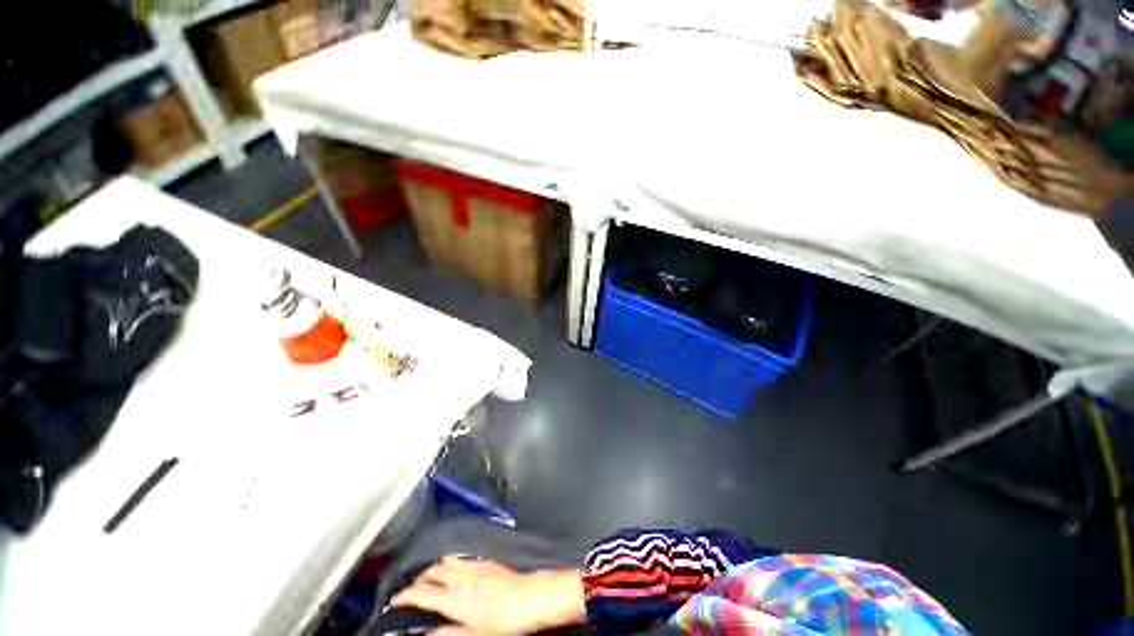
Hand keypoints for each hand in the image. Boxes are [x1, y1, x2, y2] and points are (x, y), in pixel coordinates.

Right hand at [390, 555, 586, 635]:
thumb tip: (424, 633)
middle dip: (419, 579)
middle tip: (413, 590)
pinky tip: (456, 572)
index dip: (405, 594)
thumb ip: (446, 633)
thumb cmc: (502, 621)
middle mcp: (461, 578)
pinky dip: (452, 564)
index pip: (421, 592)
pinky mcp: (486, 562)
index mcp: (453, 598)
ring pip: (447, 560)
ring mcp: (474, 567)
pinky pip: (463, 559)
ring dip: (435, 568)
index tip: (396, 599)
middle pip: (432, 571)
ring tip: (432, 580)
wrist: (530, 598)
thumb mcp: (472, 635)